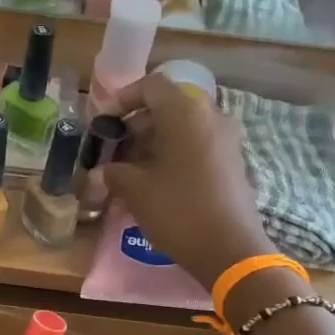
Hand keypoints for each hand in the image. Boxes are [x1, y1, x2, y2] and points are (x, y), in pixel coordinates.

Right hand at [103, 74, 273, 290]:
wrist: (229, 249)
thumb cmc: (177, 210)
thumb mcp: (136, 190)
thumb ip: (115, 172)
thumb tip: (104, 170)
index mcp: (185, 113)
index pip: (151, 85)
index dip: (123, 99)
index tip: (104, 122)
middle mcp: (209, 116)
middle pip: (168, 106)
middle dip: (137, 124)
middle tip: (113, 149)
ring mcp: (225, 139)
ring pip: (182, 127)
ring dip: (154, 141)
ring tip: (130, 168)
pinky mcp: (231, 162)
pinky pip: (196, 145)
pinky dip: (173, 154)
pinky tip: (155, 181)